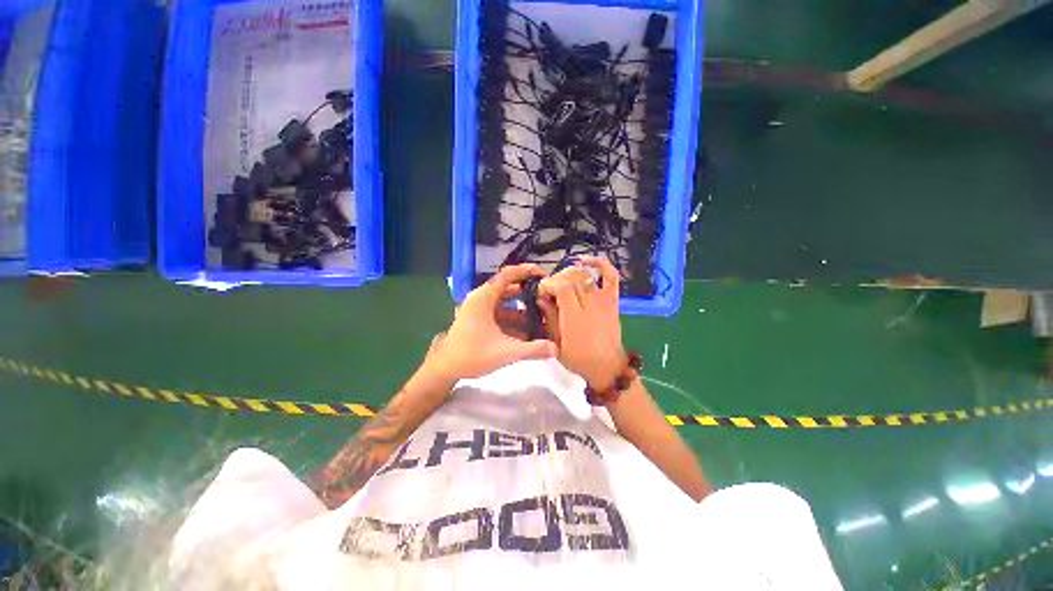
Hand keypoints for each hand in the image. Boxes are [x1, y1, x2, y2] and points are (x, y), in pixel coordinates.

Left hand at [427, 264, 556, 380]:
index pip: (508, 275)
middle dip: (528, 292)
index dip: (526, 271)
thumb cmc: (471, 355)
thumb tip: (556, 349)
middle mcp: (481, 299)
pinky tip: (529, 331)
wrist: (445, 369)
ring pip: (506, 303)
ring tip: (542, 315)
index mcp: (484, 298)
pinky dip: (514, 319)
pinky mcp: (479, 319)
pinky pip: (500, 314)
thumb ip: (532, 350)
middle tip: (547, 297)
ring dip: (522, 309)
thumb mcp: (504, 352)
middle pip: (509, 288)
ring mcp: (480, 309)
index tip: (544, 273)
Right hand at [537, 257, 625, 389]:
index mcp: (575, 317)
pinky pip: (611, 276)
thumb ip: (549, 318)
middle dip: (556, 279)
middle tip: (550, 291)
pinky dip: (601, 263)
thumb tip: (542, 298)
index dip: (548, 284)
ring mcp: (604, 300)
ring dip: (570, 273)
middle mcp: (590, 304)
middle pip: (572, 277)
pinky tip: (586, 261)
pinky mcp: (613, 300)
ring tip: (562, 281)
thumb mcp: (556, 343)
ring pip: (586, 274)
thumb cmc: (578, 359)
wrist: (607, 367)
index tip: (541, 292)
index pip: (560, 286)